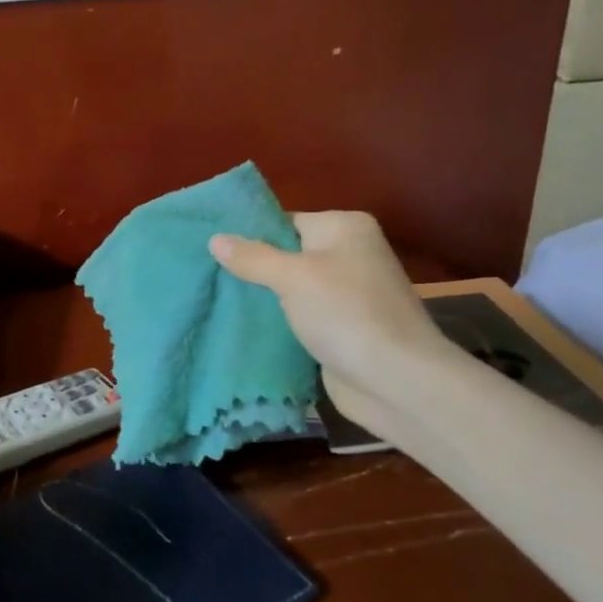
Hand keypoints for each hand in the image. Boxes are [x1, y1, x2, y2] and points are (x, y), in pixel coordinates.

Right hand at [210, 211, 458, 434]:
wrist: (396, 380)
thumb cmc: (345, 314)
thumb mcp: (292, 277)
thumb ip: (253, 257)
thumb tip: (215, 238)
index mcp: (344, 228)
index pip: (286, 222)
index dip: (249, 236)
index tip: (210, 251)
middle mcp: (349, 255)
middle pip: (287, 255)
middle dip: (251, 269)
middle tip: (206, 278)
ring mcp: (347, 294)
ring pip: (291, 290)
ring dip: (262, 300)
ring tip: (214, 303)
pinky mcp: (341, 329)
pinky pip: (299, 318)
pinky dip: (277, 324)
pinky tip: (242, 329)